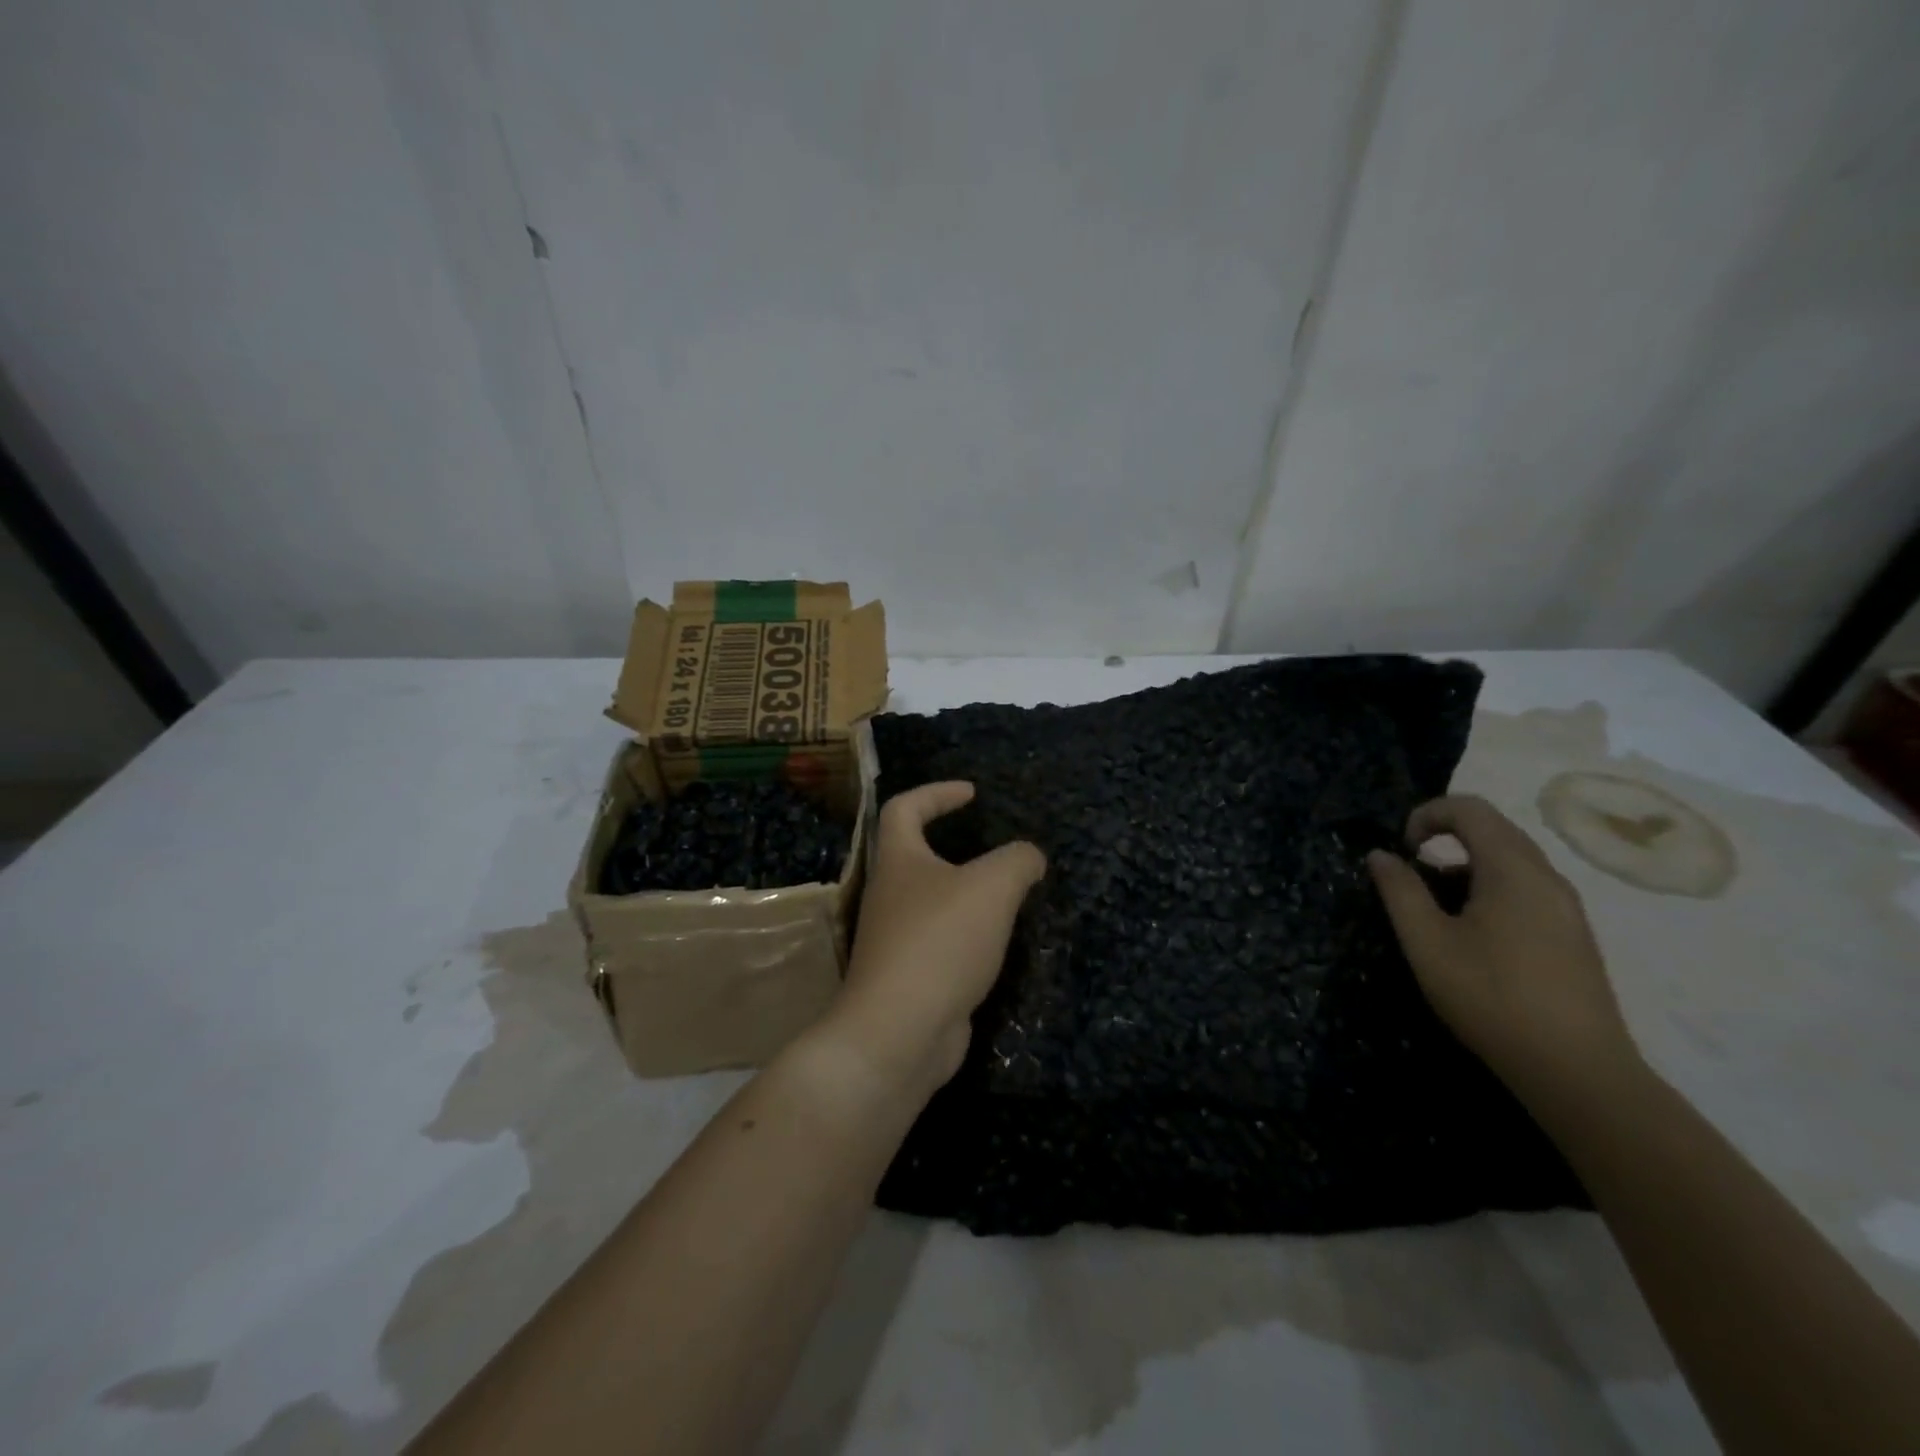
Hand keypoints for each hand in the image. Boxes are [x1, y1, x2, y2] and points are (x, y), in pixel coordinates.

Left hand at [824, 782, 1045, 1096]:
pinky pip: (941, 941)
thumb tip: (1029, 857)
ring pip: (932, 901)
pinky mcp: (911, 976)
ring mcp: (896, 938)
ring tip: (1008, 895)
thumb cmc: (940, 941)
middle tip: (996, 849)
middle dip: (954, 845)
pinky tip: (997, 943)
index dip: (937, 792)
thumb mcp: (992, 888)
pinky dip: (968, 935)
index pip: (905, 807)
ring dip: (966, 894)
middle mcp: (890, 894)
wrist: (900, 1032)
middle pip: (916, 854)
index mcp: (898, 860)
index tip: (972, 794)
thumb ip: (1018, 861)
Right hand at [1366, 795, 1636, 1105]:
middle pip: (1494, 829)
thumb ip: (1399, 891)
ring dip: (1466, 866)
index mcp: (1513, 869)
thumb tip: (1380, 855)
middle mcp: (1547, 877)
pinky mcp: (1574, 934)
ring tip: (1437, 907)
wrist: (1576, 1070)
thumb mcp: (1426, 942)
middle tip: (1412, 872)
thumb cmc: (1491, 996)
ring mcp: (1567, 906)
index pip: (1470, 808)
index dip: (1427, 814)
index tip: (1402, 850)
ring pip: (1511, 860)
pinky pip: (1527, 887)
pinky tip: (1473, 933)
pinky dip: (1490, 888)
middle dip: (1445, 837)